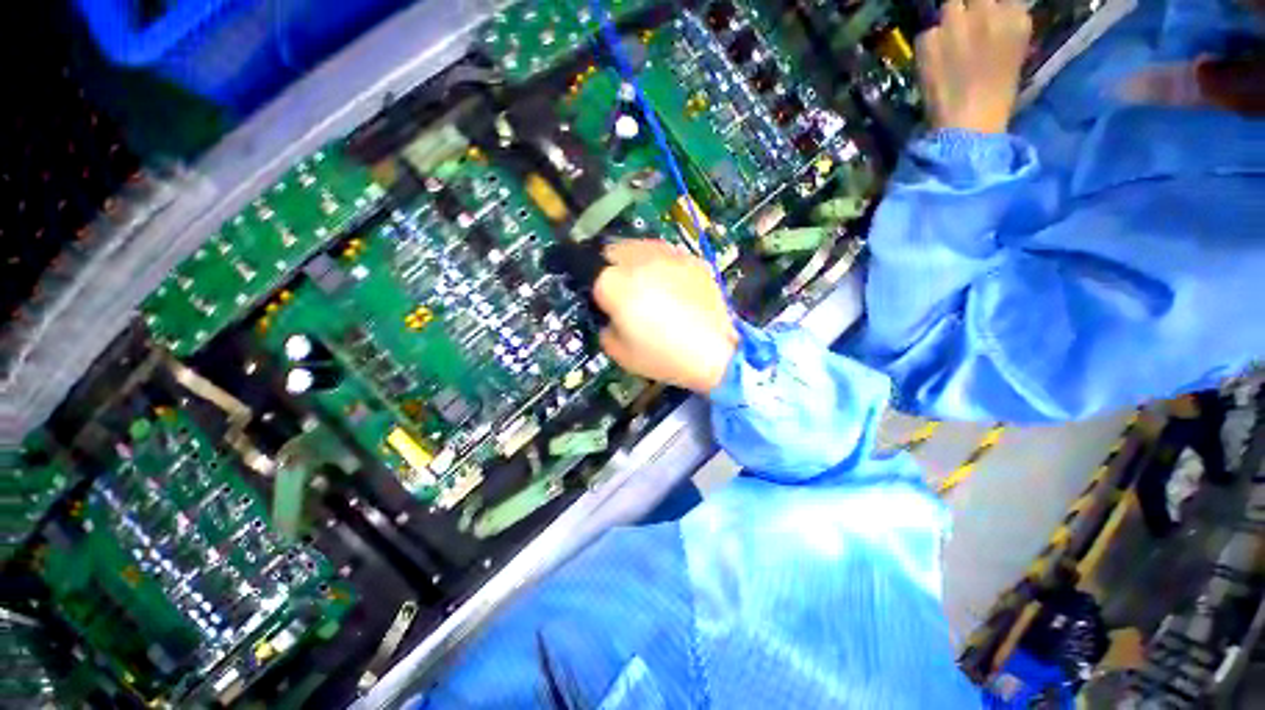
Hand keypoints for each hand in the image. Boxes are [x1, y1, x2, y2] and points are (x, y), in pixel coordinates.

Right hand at [591, 240, 737, 393]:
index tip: (607, 304)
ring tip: (649, 284)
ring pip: (641, 245)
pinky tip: (674, 287)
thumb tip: (611, 317)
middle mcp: (639, 260)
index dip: (598, 292)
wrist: (714, 353)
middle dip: (613, 268)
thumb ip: (605, 329)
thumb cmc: (663, 357)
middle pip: (613, 250)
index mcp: (614, 284)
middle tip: (625, 291)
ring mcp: (669, 256)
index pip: (592, 275)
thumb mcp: (620, 353)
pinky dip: (665, 265)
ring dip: (637, 261)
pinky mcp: (692, 260)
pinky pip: (669, 255)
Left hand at [916, 0, 1032, 133]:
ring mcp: (955, 23)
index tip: (982, 15)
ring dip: (948, 21)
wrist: (968, 122)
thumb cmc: (997, 96)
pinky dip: (929, 44)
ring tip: (948, 44)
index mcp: (1016, 15)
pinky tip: (933, 63)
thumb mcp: (1015, 50)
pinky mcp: (929, 40)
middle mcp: (986, 10)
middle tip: (964, 28)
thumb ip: (1004, 23)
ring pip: (948, 6)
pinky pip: (927, 33)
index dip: (988, 6)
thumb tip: (996, 11)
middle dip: (968, 7)